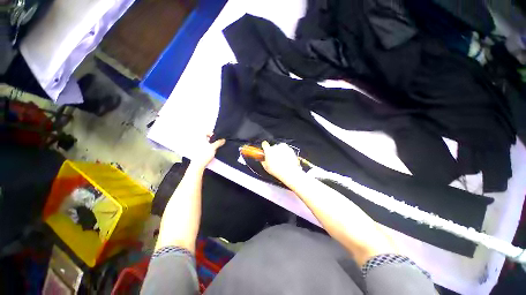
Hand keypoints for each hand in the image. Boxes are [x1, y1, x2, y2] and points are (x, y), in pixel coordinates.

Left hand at [189, 134, 224, 170]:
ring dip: (209, 144)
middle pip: (205, 137)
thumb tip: (223, 140)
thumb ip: (218, 143)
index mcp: (200, 137)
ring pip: (204, 142)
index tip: (215, 138)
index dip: (211, 134)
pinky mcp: (197, 151)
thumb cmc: (204, 154)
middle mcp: (197, 141)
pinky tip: (210, 152)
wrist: (198, 164)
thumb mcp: (213, 147)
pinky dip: (206, 148)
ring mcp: (196, 146)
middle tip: (215, 143)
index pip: (206, 132)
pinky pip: (202, 147)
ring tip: (213, 148)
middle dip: (211, 139)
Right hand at [261, 141, 303, 181]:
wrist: (289, 172)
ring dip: (279, 152)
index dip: (264, 146)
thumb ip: (262, 161)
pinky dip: (286, 153)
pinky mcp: (290, 149)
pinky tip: (285, 159)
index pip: (264, 144)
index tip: (265, 149)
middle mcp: (276, 147)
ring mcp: (283, 147)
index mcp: (268, 150)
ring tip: (280, 160)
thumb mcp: (266, 167)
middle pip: (272, 147)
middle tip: (274, 159)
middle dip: (273, 151)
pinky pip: (286, 149)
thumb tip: (262, 159)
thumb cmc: (277, 170)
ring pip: (280, 148)